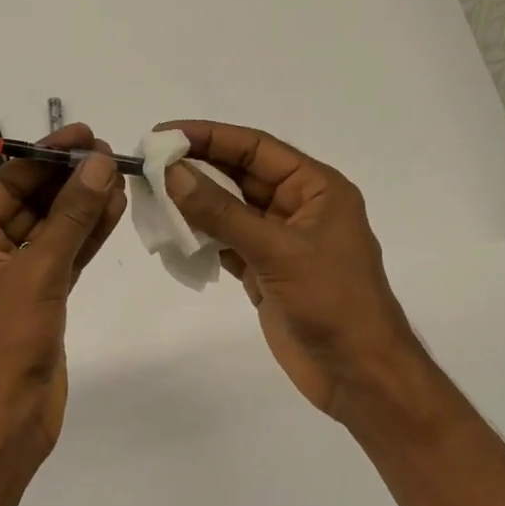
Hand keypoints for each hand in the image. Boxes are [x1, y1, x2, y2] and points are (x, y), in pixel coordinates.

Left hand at [0, 124, 126, 457]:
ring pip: (51, 231)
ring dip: (83, 207)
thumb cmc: (7, 342)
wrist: (6, 420)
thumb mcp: (38, 272)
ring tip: (120, 176)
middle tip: (111, 154)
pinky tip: (113, 212)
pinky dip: (86, 238)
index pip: (6, 183)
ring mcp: (12, 279)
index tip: (86, 135)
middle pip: (30, 204)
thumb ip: (71, 217)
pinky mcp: (38, 301)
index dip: (46, 156)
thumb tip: (100, 164)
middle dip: (69, 180)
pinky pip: (63, 258)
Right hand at [157, 120, 422, 420]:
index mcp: (316, 188)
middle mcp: (297, 208)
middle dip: (197, 168)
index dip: (210, 136)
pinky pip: (226, 244)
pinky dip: (200, 239)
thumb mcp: (276, 250)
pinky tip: (171, 233)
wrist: (357, 372)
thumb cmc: (331, 301)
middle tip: (148, 164)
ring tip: (150, 194)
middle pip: (240, 176)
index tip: (164, 133)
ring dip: (194, 203)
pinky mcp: (264, 273)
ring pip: (229, 211)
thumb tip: (173, 173)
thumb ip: (222, 213)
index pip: (256, 148)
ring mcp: (279, 242)